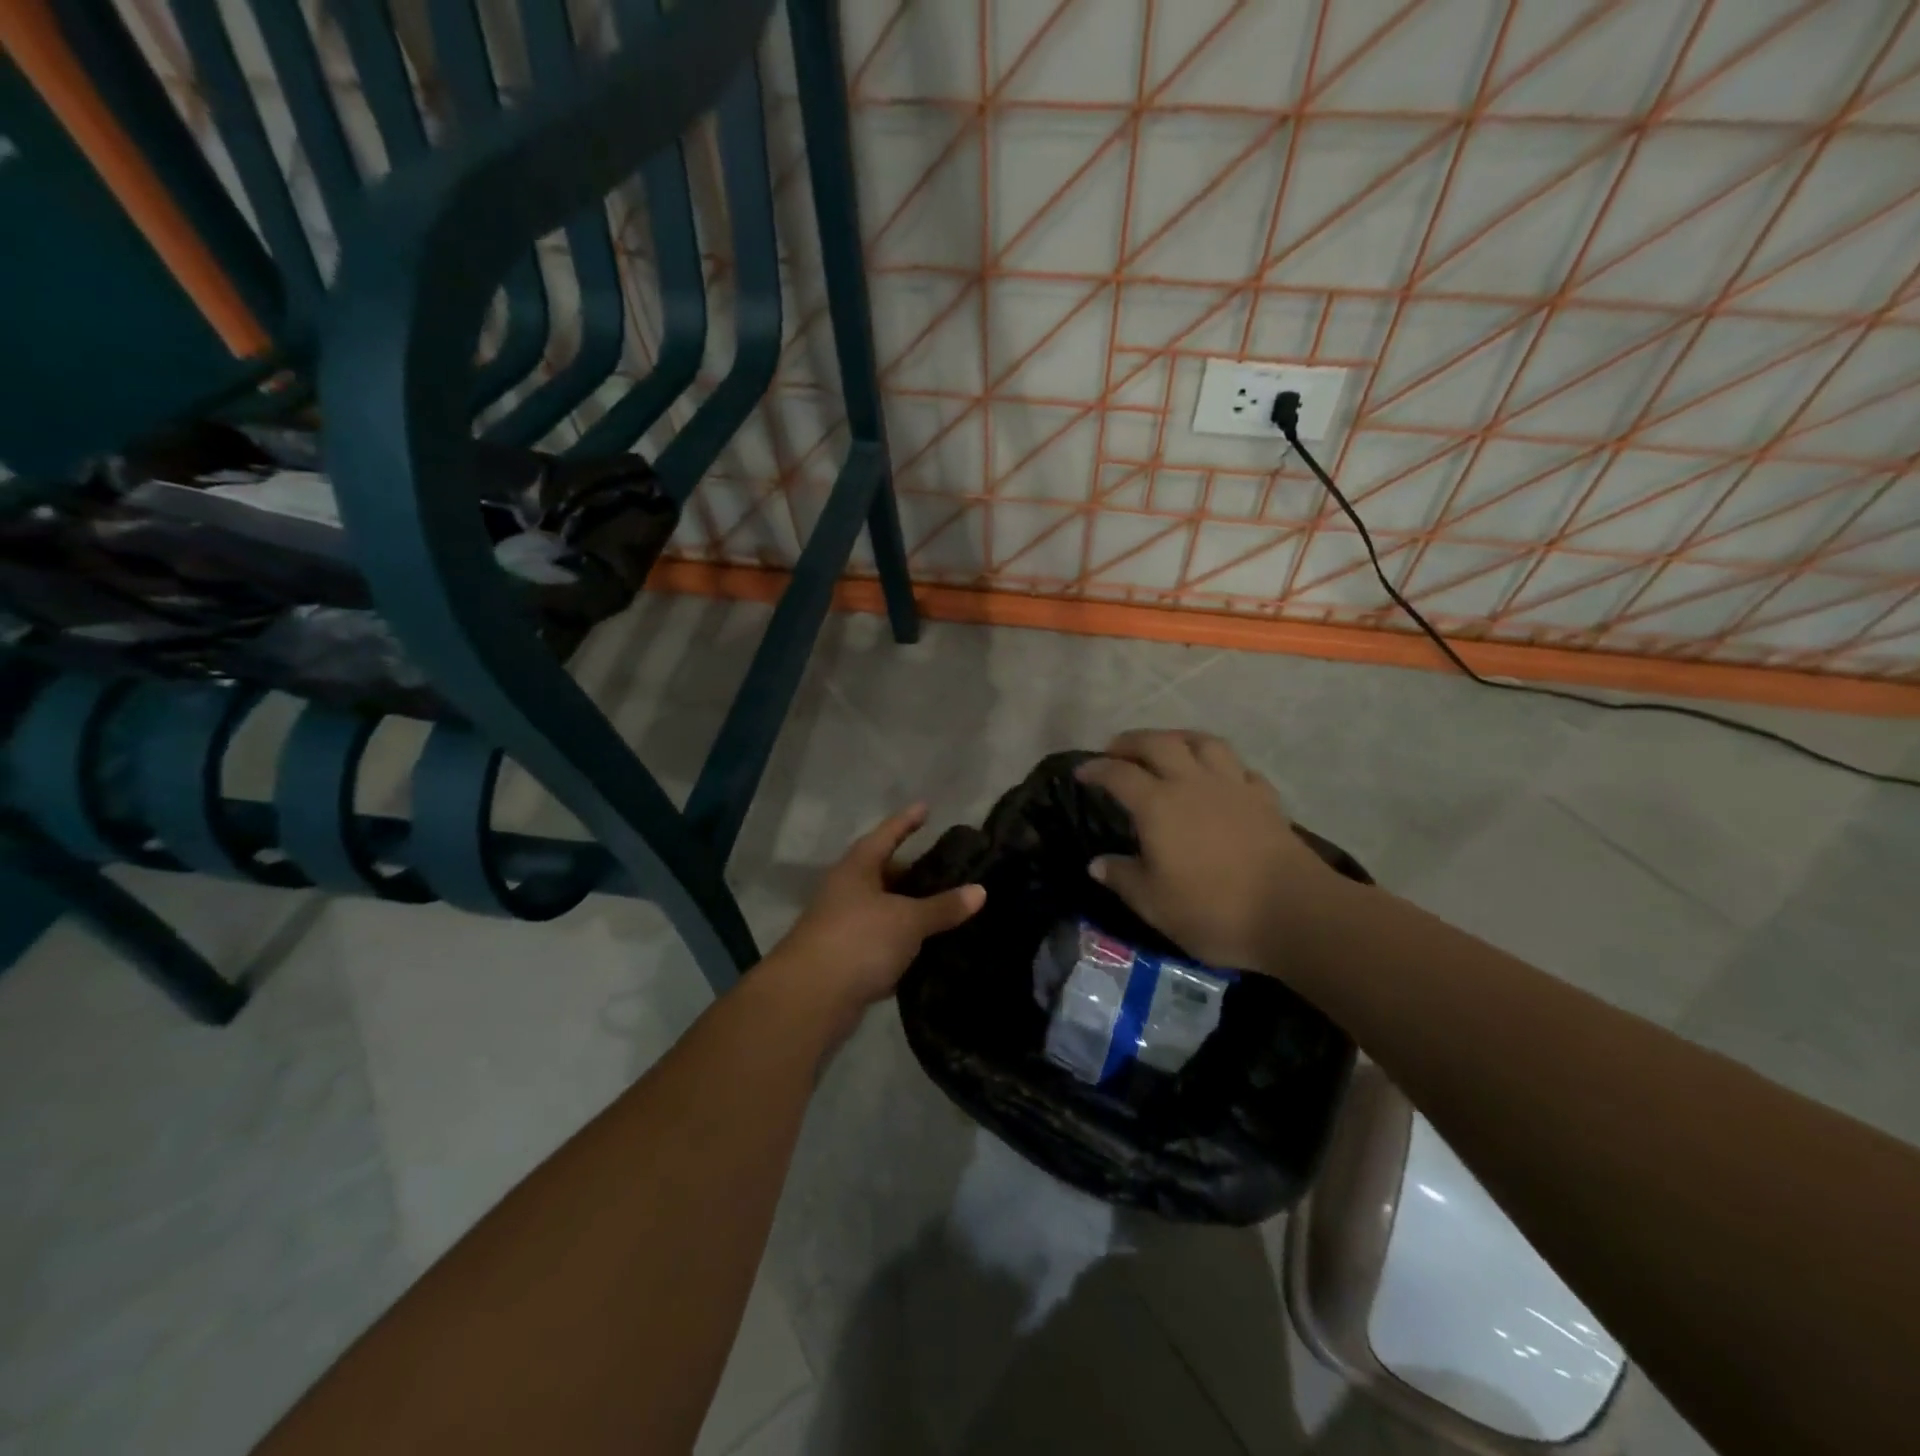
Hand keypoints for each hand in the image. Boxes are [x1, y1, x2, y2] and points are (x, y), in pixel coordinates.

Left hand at [764, 805, 985, 1032]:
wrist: (809, 999)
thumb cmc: (859, 940)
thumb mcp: (908, 920)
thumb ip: (943, 906)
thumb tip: (980, 891)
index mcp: (857, 869)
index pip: (887, 835)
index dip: (907, 821)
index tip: (925, 807)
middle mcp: (847, 892)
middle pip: (885, 874)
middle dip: (913, 873)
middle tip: (948, 870)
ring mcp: (844, 927)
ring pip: (885, 911)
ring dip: (910, 912)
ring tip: (947, 910)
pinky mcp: (846, 960)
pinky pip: (882, 944)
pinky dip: (903, 945)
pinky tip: (929, 950)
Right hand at [1077, 730, 1345, 972]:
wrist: (1294, 912)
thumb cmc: (1213, 910)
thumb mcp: (1154, 904)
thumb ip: (1123, 878)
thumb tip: (1097, 863)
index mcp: (1158, 805)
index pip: (1119, 774)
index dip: (1096, 768)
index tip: (1081, 772)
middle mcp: (1192, 783)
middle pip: (1158, 743)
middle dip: (1132, 741)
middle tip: (1116, 749)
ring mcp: (1233, 786)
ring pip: (1203, 742)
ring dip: (1178, 738)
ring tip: (1167, 746)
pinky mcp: (1265, 799)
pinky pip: (1239, 767)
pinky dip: (1221, 764)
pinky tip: (1219, 777)